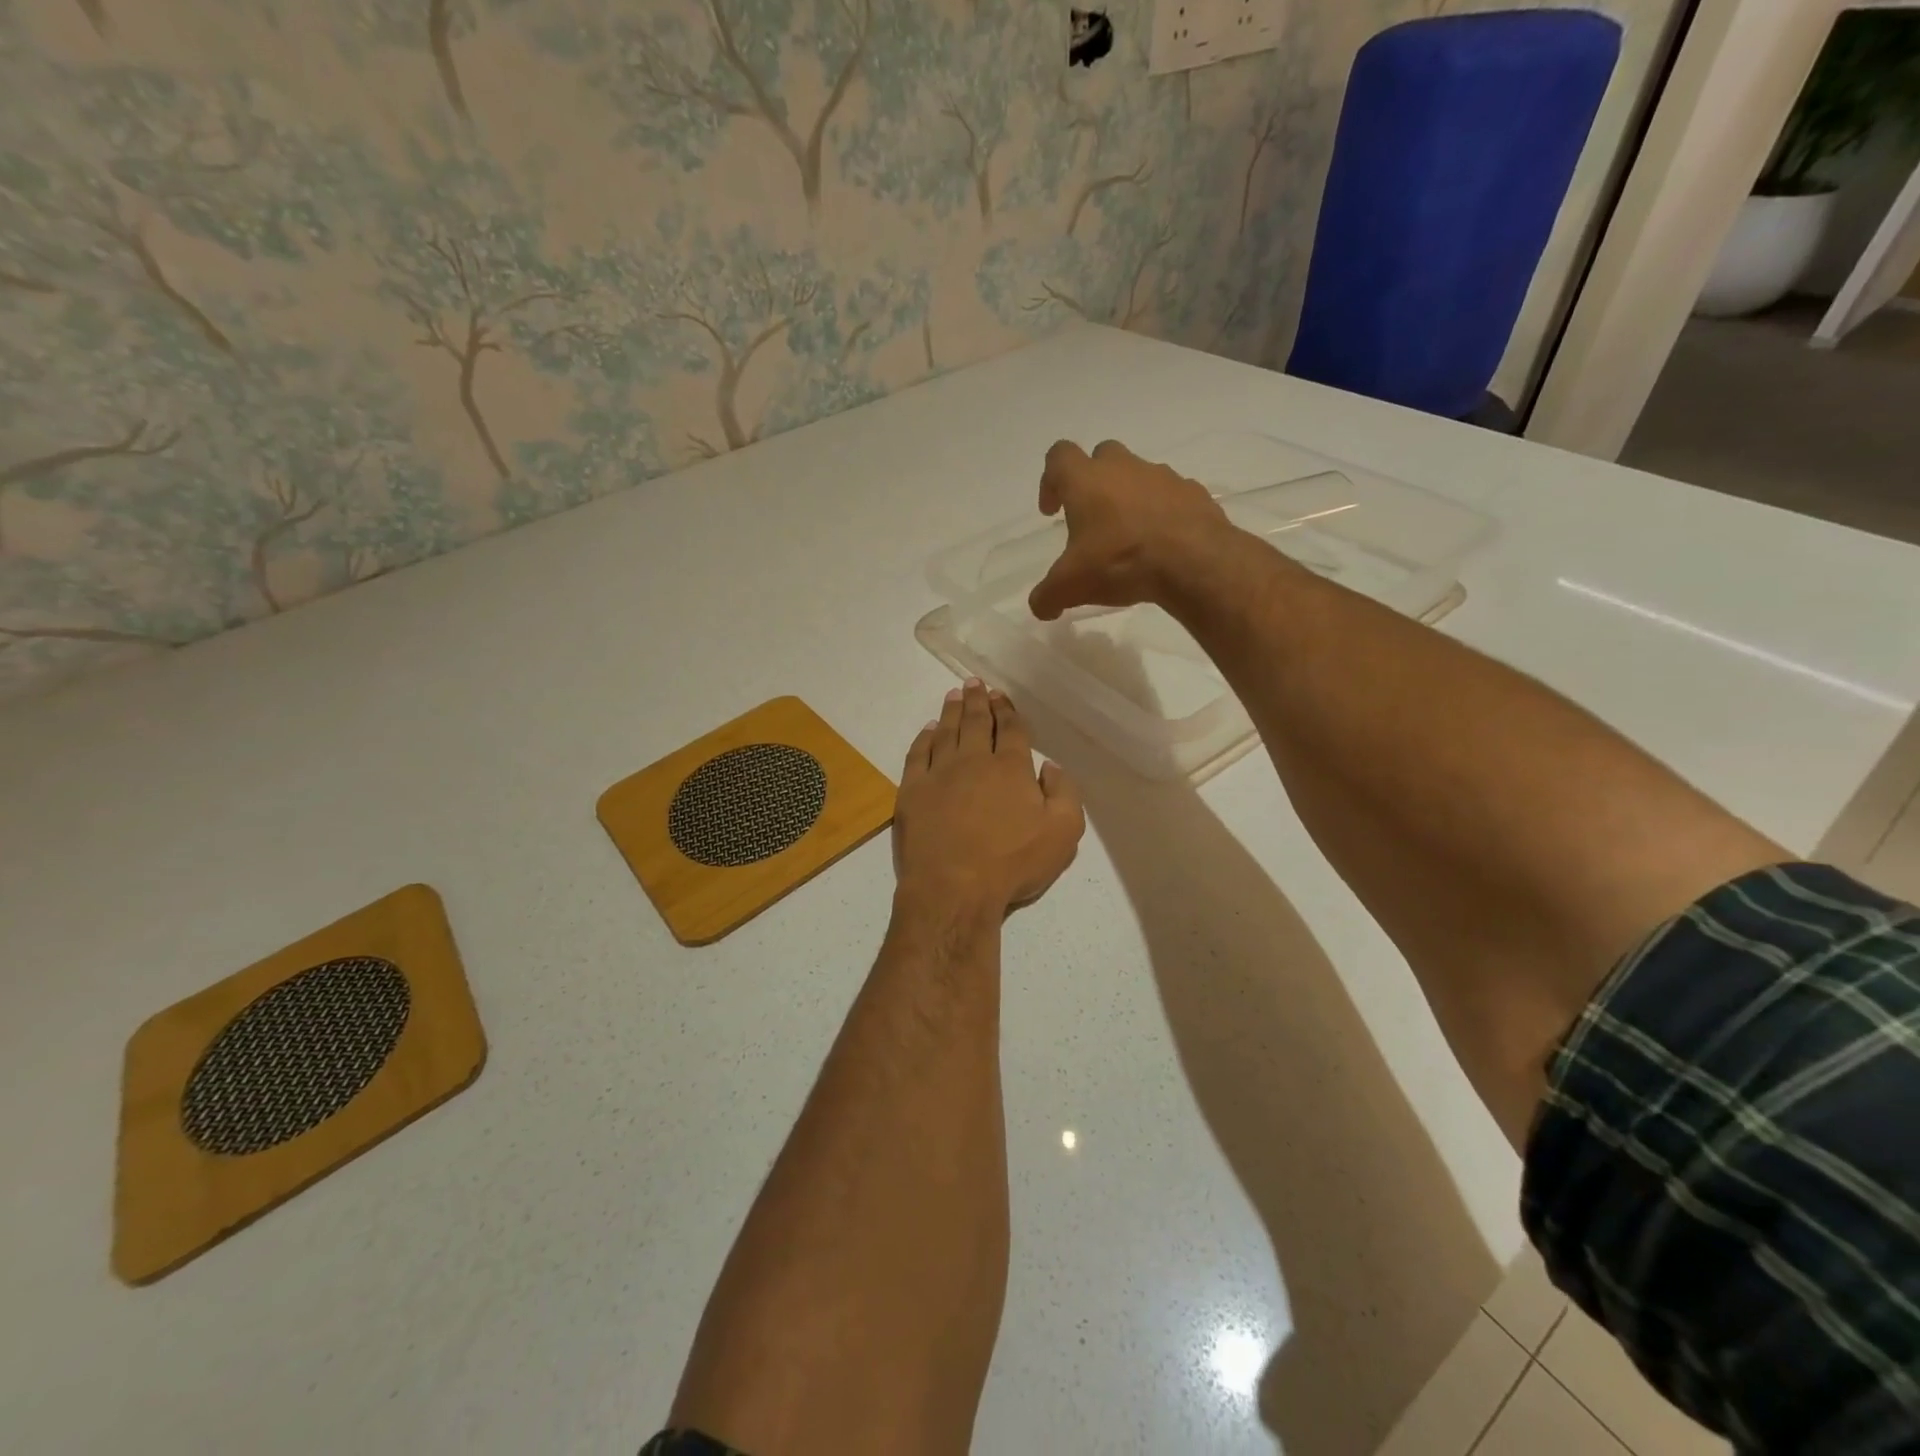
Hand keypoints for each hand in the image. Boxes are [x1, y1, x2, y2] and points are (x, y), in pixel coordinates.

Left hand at [894, 680, 1084, 918]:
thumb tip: (1050, 766)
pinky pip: (918, 754)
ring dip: (952, 711)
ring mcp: (939, 774)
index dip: (1007, 711)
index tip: (1001, 696)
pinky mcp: (912, 791)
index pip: (1011, 730)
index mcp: (1011, 768)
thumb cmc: (1012, 864)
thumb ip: (1065, 794)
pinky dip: (924, 738)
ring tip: (954, 695)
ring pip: (947, 732)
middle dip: (978, 700)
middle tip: (974, 683)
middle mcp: (974, 761)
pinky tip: (928, 730)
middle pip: (977, 722)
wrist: (954, 889)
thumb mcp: (1062, 834)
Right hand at [1027, 440, 1229, 621]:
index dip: (1050, 481)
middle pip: (1102, 456)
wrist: (1194, 561)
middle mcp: (1124, 468)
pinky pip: (1172, 497)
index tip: (1052, 511)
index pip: (1059, 457)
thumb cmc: (1120, 562)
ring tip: (1129, 538)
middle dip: (1093, 482)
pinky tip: (1162, 545)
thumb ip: (1047, 596)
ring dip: (1130, 498)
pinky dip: (1163, 513)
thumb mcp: (1071, 587)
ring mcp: (1163, 477)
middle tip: (1092, 518)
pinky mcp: (1194, 494)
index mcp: (1087, 481)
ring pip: (1140, 475)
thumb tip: (1041, 608)